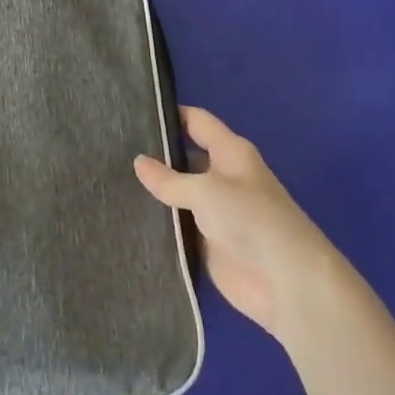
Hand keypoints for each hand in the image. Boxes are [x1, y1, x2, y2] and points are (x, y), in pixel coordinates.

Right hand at [134, 106, 339, 338]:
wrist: (285, 283)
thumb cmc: (250, 219)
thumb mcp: (206, 190)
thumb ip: (169, 179)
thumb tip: (138, 161)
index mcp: (231, 153)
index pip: (197, 122)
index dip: (170, 114)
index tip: (133, 111)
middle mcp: (223, 177)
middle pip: (184, 157)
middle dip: (154, 154)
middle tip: (112, 148)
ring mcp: (214, 212)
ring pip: (177, 194)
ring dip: (153, 192)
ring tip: (109, 179)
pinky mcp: (207, 243)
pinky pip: (177, 226)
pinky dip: (158, 222)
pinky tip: (126, 215)